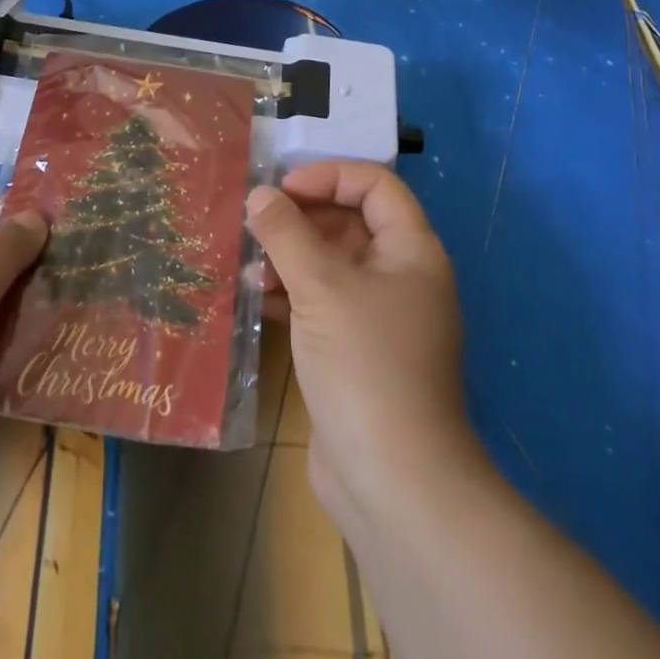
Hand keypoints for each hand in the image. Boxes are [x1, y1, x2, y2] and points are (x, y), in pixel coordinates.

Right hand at [246, 162, 481, 527]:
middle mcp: (401, 277)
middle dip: (302, 219)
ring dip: (290, 258)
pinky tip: (256, 300)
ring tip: (248, 266)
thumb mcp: (321, 288)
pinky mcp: (356, 351)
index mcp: (411, 252)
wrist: (393, 482)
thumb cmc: (365, 364)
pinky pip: (322, 303)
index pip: (375, 186)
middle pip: (350, 223)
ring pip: (331, 265)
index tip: (283, 188)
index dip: (330, 176)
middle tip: (255, 224)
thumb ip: (287, 234)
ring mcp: (379, 318)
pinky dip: (292, 295)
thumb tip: (259, 195)